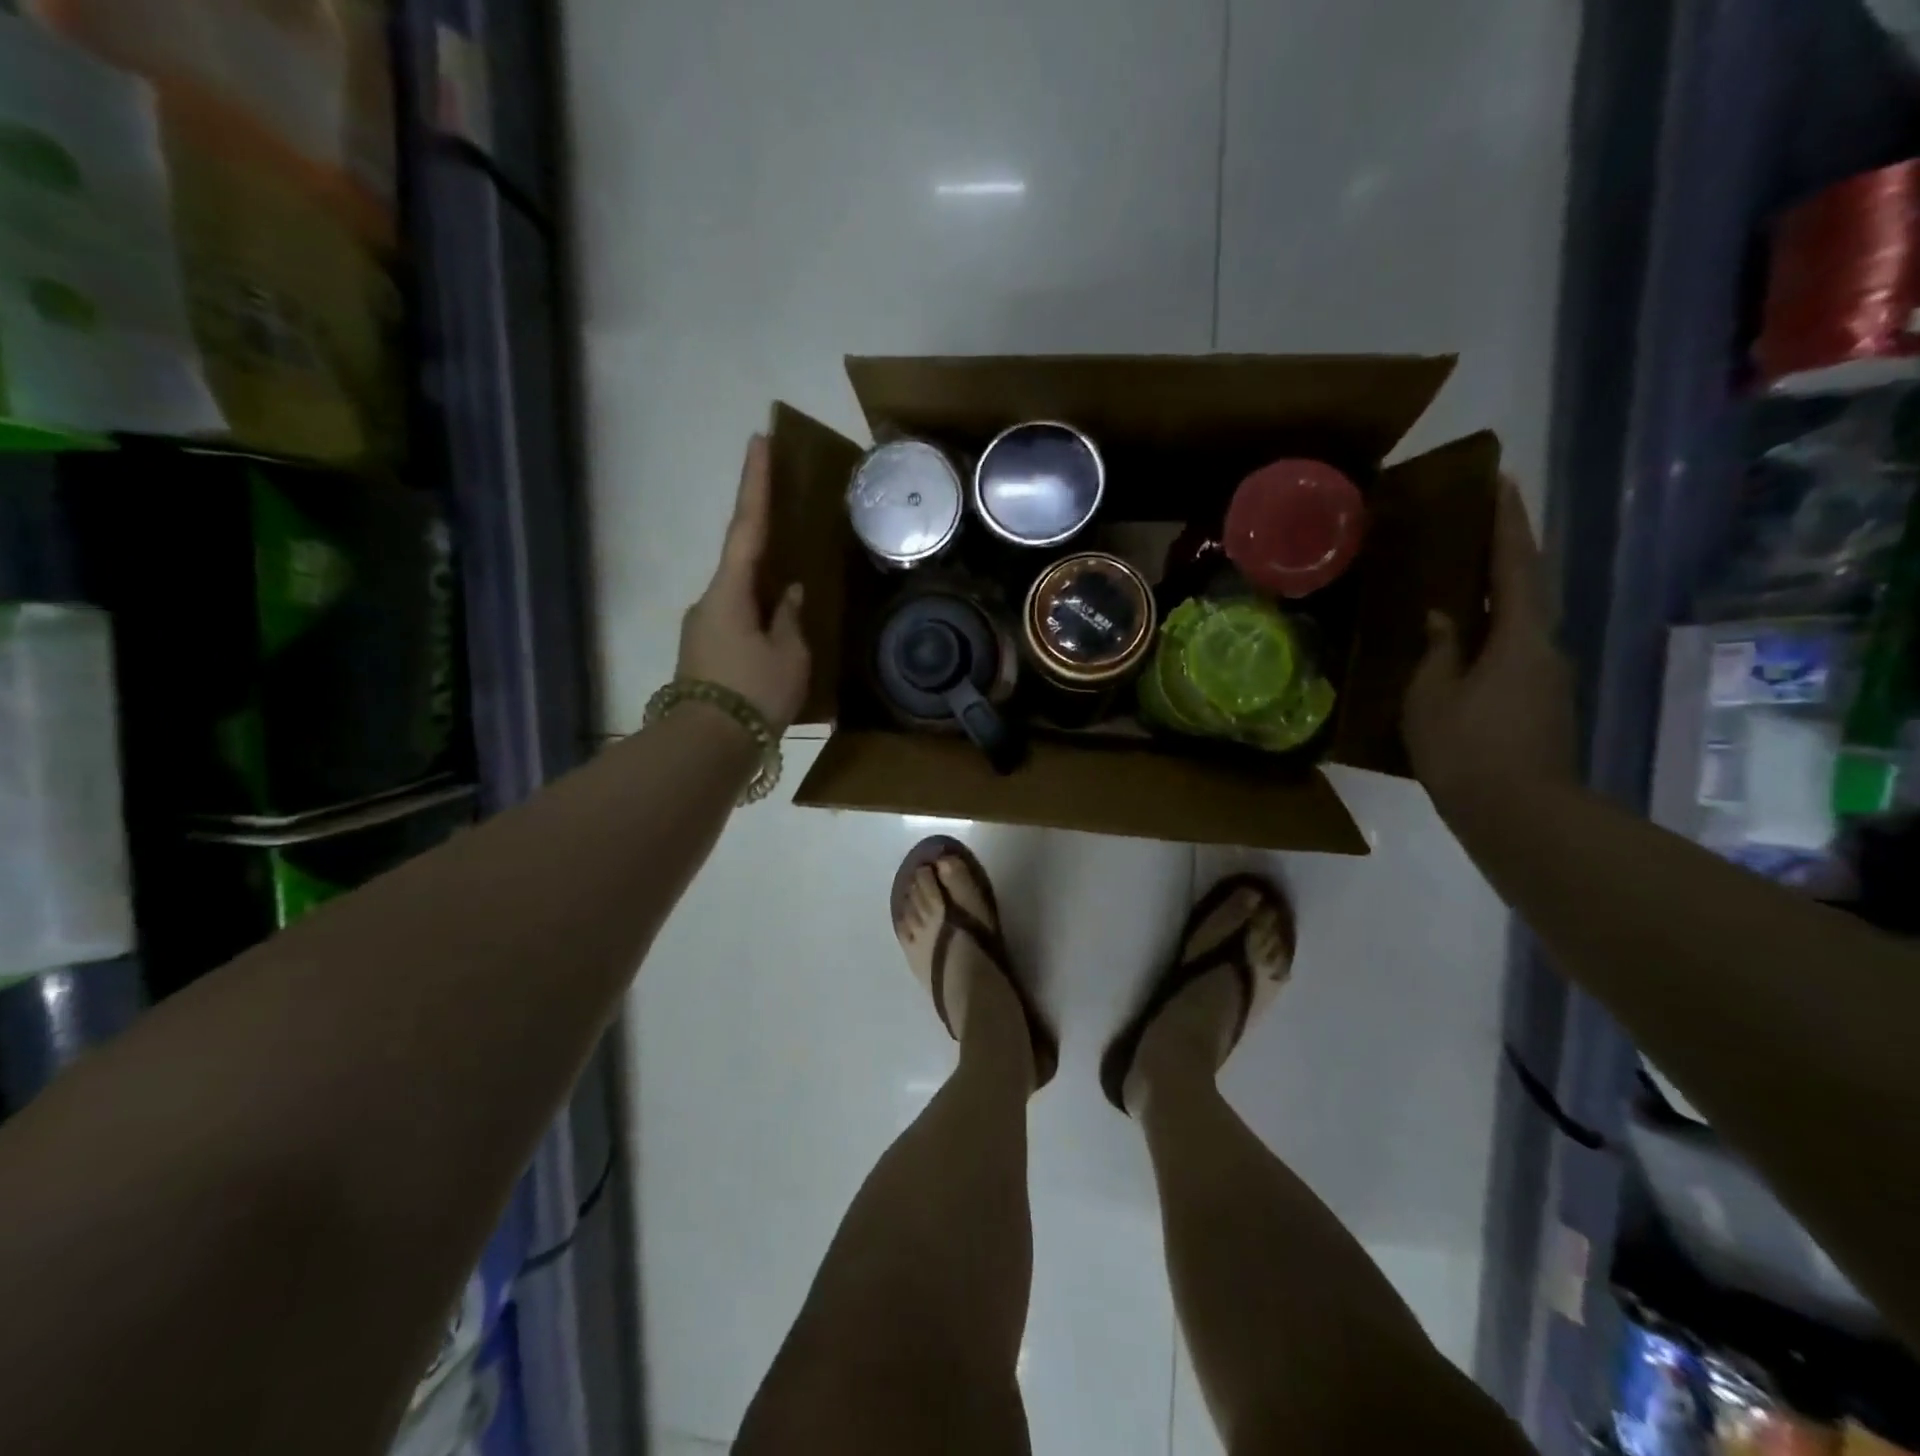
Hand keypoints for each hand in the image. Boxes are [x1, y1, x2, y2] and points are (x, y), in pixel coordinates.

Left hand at [677, 435, 809, 731]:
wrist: (707, 745)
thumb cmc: (754, 694)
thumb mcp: (789, 656)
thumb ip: (790, 618)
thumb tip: (787, 594)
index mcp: (730, 593)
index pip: (747, 527)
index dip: (755, 484)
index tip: (758, 441)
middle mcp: (709, 602)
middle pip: (741, 563)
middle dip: (766, 548)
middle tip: (790, 536)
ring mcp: (702, 629)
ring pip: (740, 599)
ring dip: (765, 598)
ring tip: (792, 615)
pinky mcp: (703, 653)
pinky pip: (736, 623)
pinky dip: (758, 621)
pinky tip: (777, 642)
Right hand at [1403, 477, 1575, 819]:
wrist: (1519, 815)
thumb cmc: (1466, 749)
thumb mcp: (1431, 696)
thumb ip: (1438, 651)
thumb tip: (1443, 618)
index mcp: (1521, 639)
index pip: (1516, 566)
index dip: (1507, 523)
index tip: (1499, 482)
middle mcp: (1545, 649)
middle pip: (1526, 591)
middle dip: (1503, 555)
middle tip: (1472, 529)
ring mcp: (1547, 679)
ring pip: (1519, 625)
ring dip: (1493, 600)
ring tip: (1454, 587)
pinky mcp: (1540, 705)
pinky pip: (1512, 654)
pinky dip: (1490, 637)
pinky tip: (1459, 646)